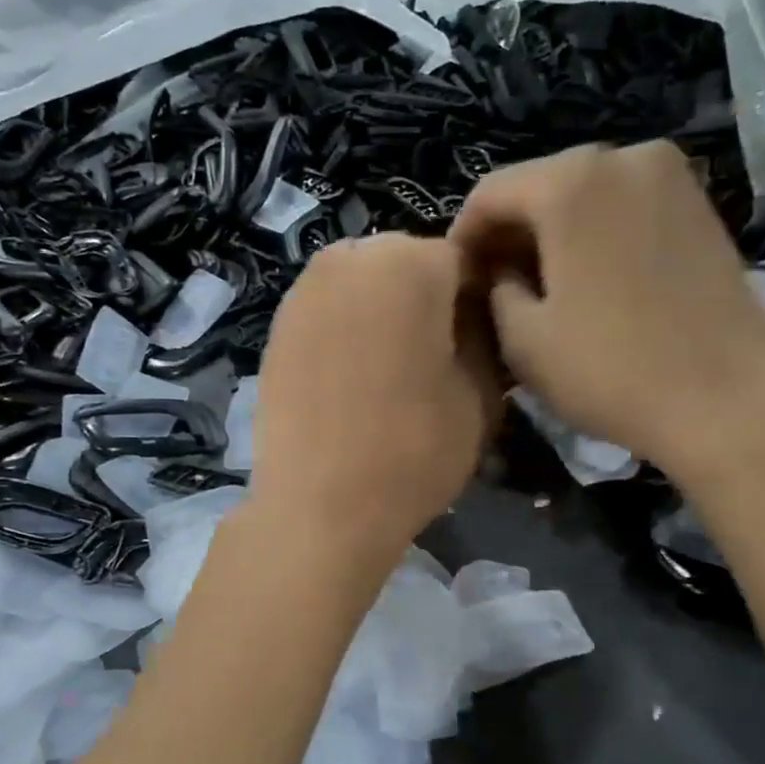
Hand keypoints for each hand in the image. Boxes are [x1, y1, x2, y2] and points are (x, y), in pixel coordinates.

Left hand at [248, 233, 501, 567]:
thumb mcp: (481, 395)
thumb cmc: (413, 450)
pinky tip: (352, 382)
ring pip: (363, 287)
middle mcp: (350, 257)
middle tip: (435, 360)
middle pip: (407, 267)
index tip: (480, 346)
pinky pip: (328, 313)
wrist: (319, 506)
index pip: (464, 262)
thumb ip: (487, 339)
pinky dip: (346, 333)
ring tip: (391, 374)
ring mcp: (303, 290)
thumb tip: (477, 319)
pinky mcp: (276, 328)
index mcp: (410, 261)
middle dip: (426, 302)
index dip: (478, 304)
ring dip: (383, 316)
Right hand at [449, 141, 764, 479]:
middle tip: (492, 287)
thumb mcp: (523, 339)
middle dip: (508, 235)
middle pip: (539, 186)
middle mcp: (622, 156)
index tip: (456, 282)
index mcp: (570, 182)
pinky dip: (593, 235)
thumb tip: (501, 272)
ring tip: (538, 288)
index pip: (489, 193)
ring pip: (583, 196)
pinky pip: (622, 207)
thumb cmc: (609, 369)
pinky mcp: (699, 205)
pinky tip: (587, 282)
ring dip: (550, 236)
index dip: (463, 238)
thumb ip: (495, 290)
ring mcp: (670, 177)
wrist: (727, 399)